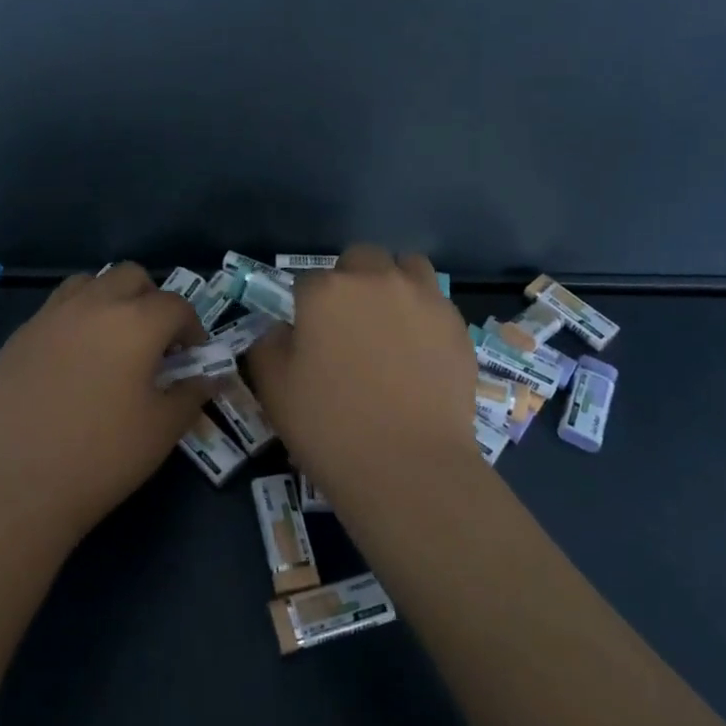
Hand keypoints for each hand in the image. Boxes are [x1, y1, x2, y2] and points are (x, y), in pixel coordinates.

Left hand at [0, 263, 212, 550]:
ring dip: (109, 300)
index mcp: (136, 322)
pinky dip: (74, 321)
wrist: (14, 485)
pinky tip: (71, 364)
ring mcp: (49, 316)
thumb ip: (192, 393)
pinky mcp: (18, 337)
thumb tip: (208, 376)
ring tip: (111, 341)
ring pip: (89, 283)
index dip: (192, 328)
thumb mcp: (163, 430)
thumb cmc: (102, 457)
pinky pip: (54, 310)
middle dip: (151, 300)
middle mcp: (93, 305)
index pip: (176, 305)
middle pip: (131, 276)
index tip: (191, 357)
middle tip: (153, 341)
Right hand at [245, 244, 477, 503]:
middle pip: (360, 258)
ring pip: (407, 267)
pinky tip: (419, 351)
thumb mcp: (273, 389)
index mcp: (327, 291)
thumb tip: (282, 330)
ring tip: (389, 322)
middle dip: (351, 280)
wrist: (408, 467)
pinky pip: (436, 302)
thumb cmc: (330, 426)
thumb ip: (268, 345)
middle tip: (348, 324)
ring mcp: (424, 299)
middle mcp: (377, 280)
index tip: (307, 336)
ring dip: (393, 283)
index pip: (307, 281)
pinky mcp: (457, 325)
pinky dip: (423, 314)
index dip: (304, 307)